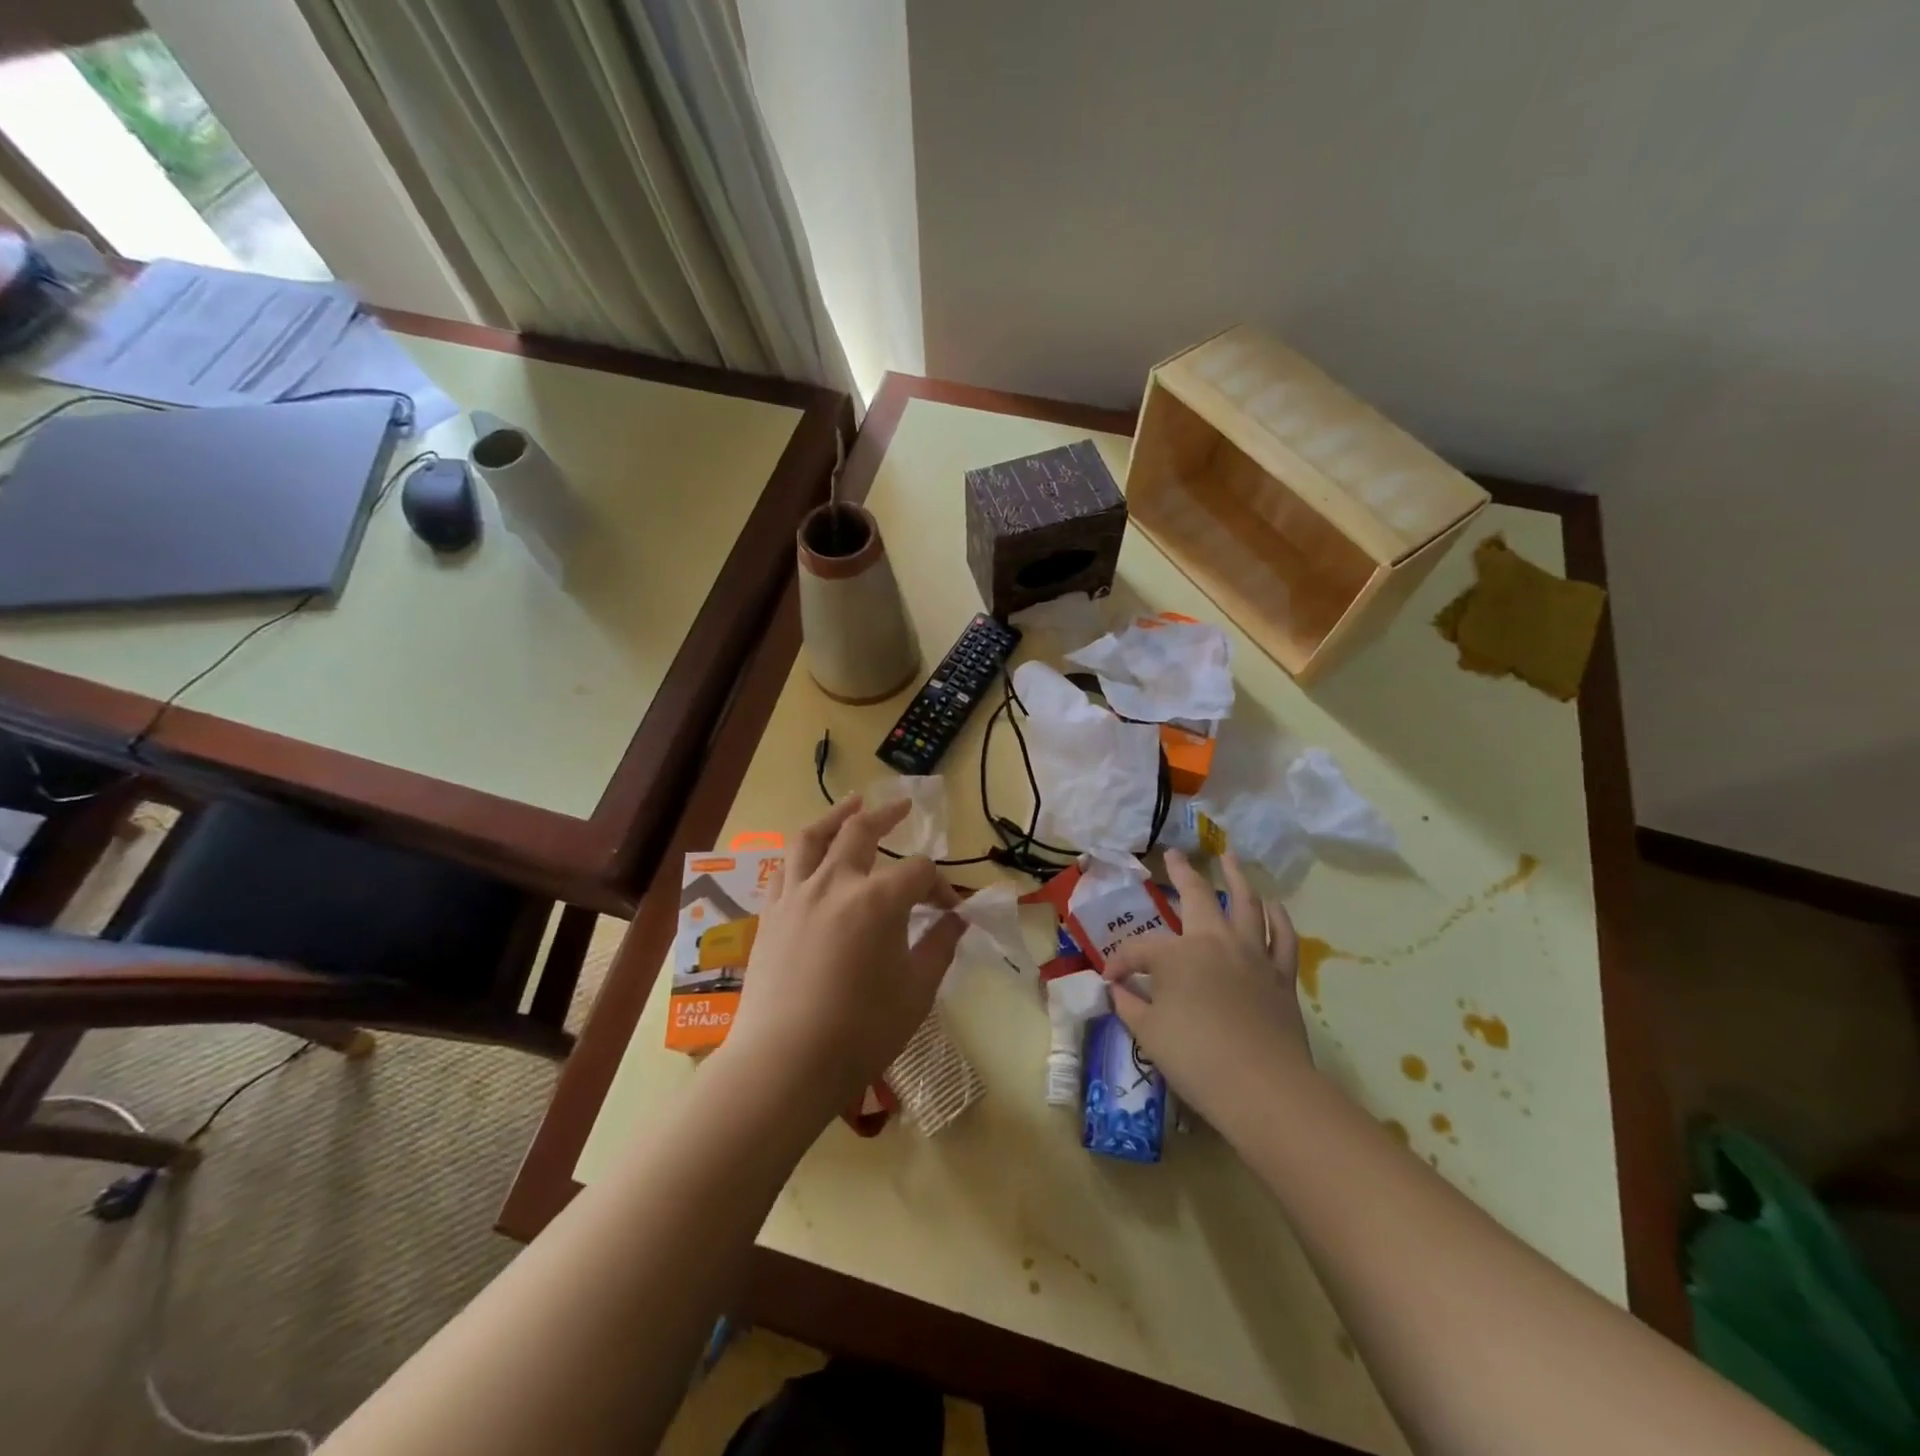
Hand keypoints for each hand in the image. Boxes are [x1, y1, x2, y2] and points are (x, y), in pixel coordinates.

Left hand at [718, 797, 965, 1129]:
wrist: (785, 1062)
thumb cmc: (861, 1030)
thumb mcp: (916, 991)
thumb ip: (940, 947)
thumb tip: (958, 921)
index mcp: (878, 900)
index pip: (919, 872)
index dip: (940, 886)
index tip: (949, 910)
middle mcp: (836, 883)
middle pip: (862, 831)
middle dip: (888, 815)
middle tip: (903, 807)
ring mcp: (797, 895)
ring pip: (813, 837)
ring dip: (836, 815)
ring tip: (851, 803)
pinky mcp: (771, 914)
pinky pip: (785, 868)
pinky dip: (803, 853)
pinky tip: (811, 857)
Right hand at [1102, 850, 1308, 1120]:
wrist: (1264, 1088)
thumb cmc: (1196, 1058)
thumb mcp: (1148, 1033)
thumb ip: (1129, 1005)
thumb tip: (1118, 988)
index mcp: (1177, 954)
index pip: (1139, 950)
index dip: (1120, 962)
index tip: (1111, 979)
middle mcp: (1215, 941)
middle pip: (1197, 896)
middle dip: (1182, 873)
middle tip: (1174, 855)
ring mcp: (1253, 955)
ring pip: (1246, 903)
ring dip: (1237, 876)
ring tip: (1230, 856)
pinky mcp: (1281, 975)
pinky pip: (1282, 936)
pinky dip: (1278, 917)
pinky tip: (1273, 905)